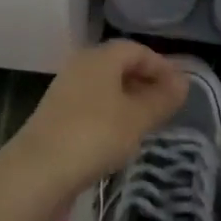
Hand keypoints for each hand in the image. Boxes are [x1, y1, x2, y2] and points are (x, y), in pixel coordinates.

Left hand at [5, 40, 187, 205]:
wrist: (38, 170)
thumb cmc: (94, 135)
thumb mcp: (137, 118)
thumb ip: (162, 99)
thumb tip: (183, 83)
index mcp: (101, 57)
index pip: (137, 50)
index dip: (161, 66)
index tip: (180, 89)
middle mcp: (81, 65)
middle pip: (120, 65)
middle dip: (145, 82)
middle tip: (167, 106)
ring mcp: (66, 89)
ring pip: (105, 87)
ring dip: (129, 100)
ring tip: (148, 123)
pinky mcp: (57, 114)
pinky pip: (93, 105)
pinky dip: (111, 114)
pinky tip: (120, 138)